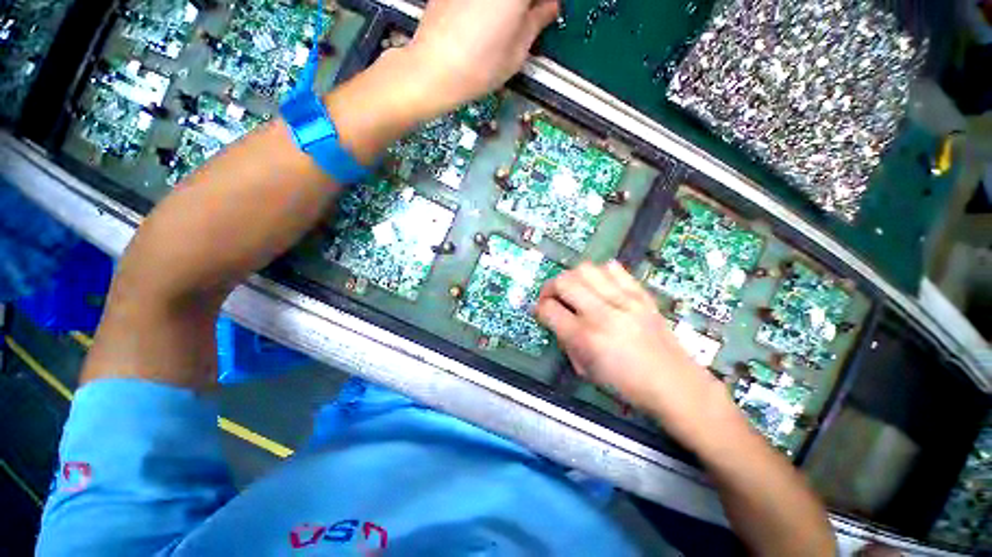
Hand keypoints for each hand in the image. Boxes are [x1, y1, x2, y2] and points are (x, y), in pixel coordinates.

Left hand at [399, 0, 558, 116]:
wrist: (434, 70)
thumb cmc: (479, 68)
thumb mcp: (517, 52)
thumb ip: (537, 22)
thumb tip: (550, 7)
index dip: (545, 3)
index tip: (547, 11)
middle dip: (526, 4)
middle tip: (528, 18)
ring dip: (507, 6)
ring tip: (505, 23)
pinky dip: (486, 5)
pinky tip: (482, 20)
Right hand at [535, 262, 730, 443]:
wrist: (675, 384)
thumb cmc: (627, 386)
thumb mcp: (586, 371)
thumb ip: (566, 341)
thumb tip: (555, 319)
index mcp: (586, 338)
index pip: (549, 309)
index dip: (539, 309)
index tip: (541, 312)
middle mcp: (602, 313)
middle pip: (563, 281)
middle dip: (549, 288)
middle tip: (552, 298)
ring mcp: (625, 300)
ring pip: (586, 269)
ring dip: (573, 277)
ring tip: (576, 290)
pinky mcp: (641, 294)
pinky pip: (614, 269)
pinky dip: (600, 273)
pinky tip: (601, 286)